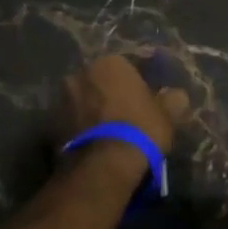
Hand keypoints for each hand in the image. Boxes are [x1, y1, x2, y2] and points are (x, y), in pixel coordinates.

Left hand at [59, 54, 189, 155]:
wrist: (103, 166)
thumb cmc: (140, 128)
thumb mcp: (167, 114)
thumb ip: (173, 99)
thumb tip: (176, 95)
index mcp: (110, 63)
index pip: (129, 65)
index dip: (141, 82)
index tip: (150, 97)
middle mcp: (81, 73)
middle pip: (102, 81)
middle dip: (112, 93)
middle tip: (128, 113)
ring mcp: (62, 99)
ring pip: (84, 101)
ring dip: (95, 110)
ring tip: (111, 132)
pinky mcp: (51, 126)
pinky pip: (73, 122)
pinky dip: (83, 128)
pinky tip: (97, 143)